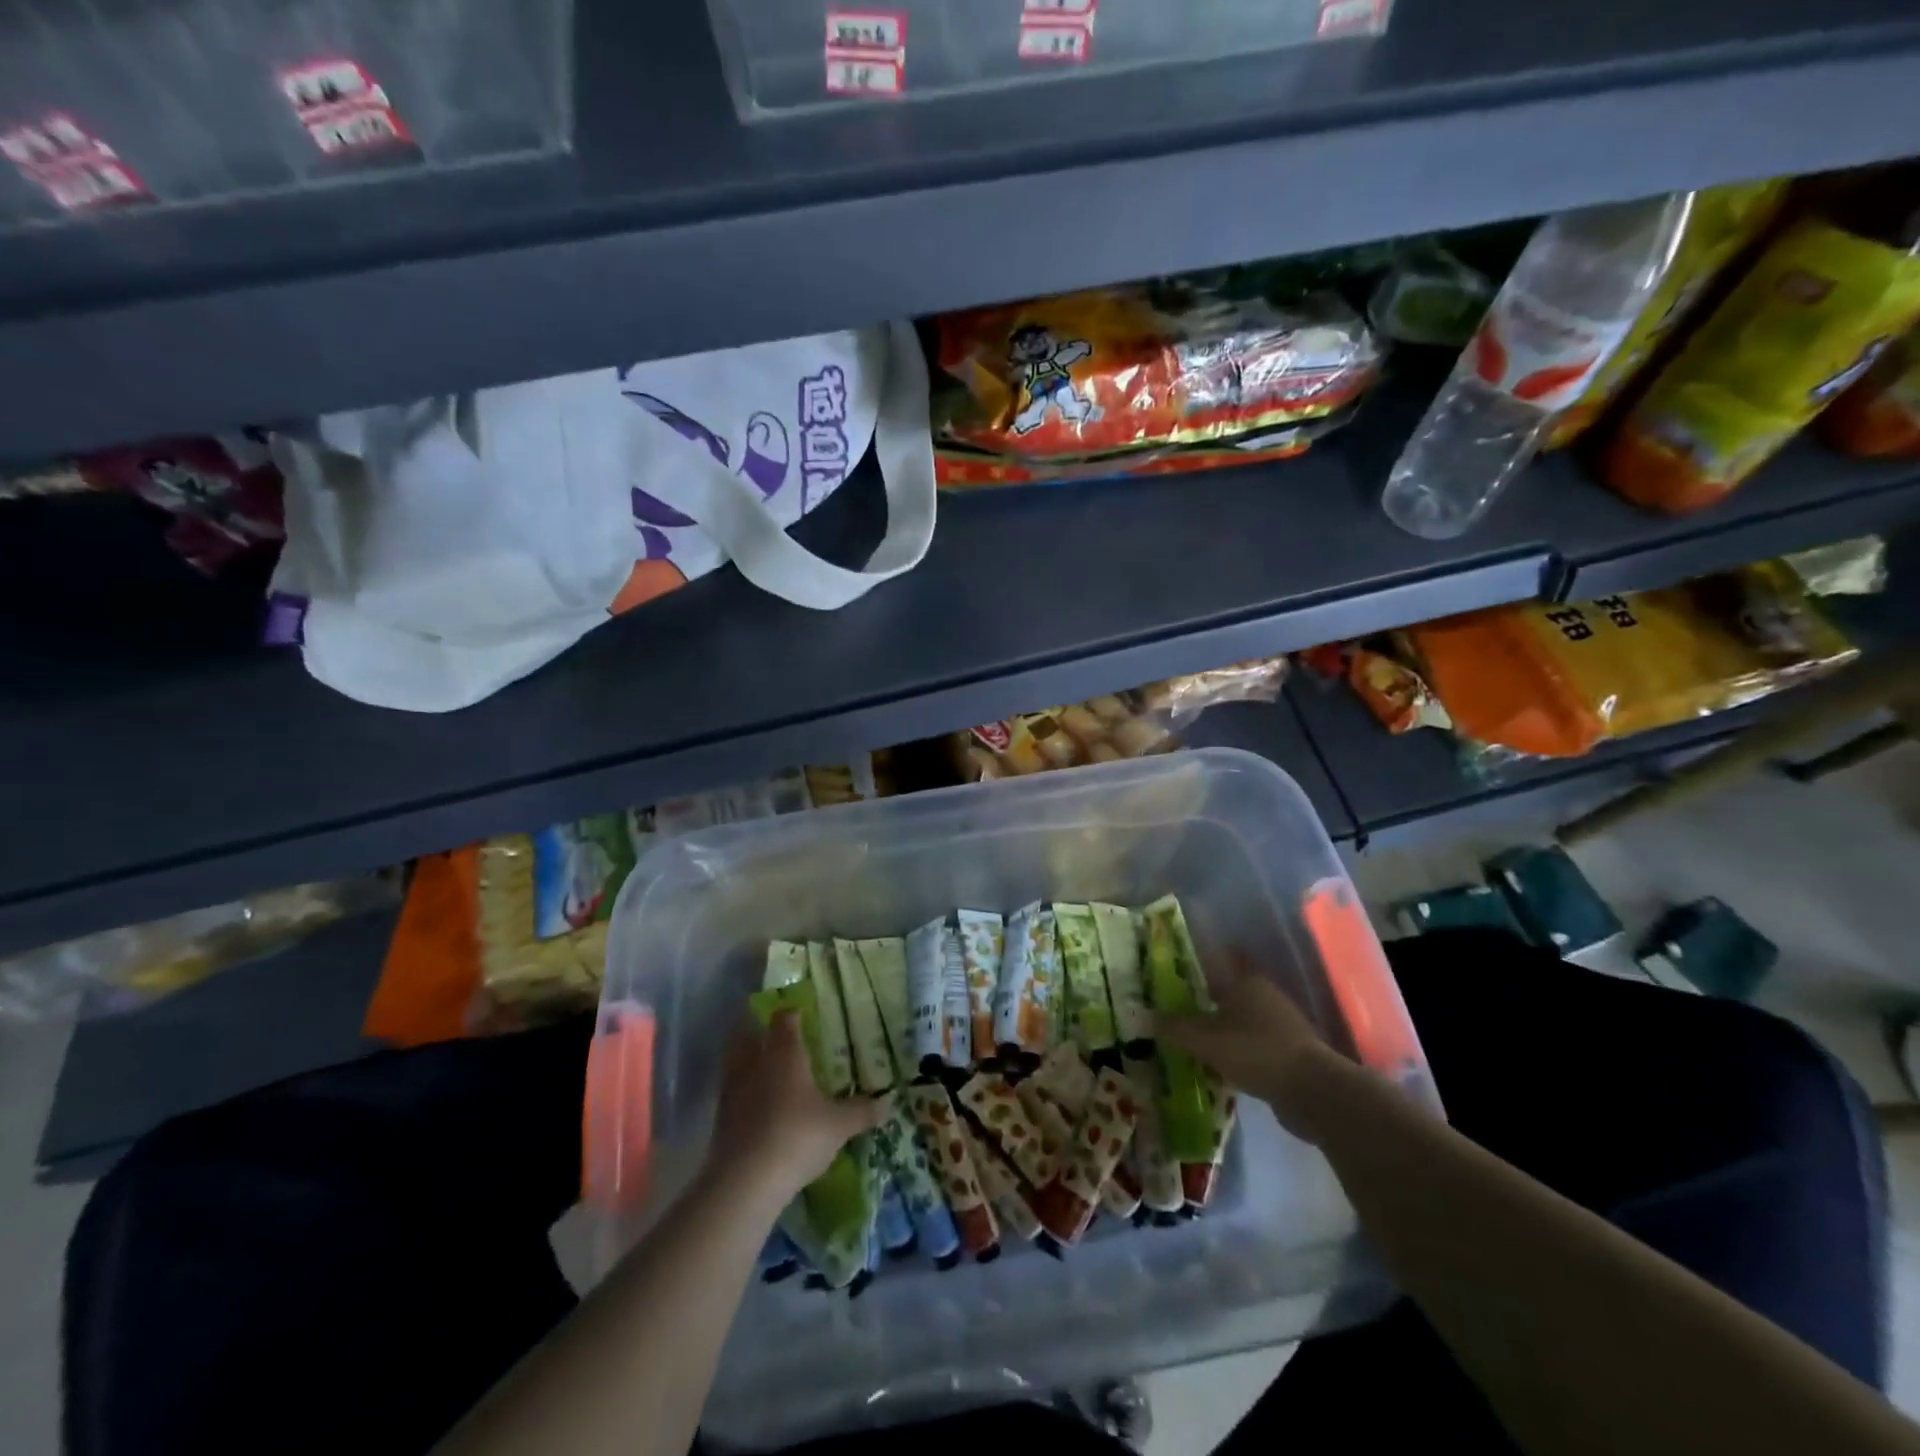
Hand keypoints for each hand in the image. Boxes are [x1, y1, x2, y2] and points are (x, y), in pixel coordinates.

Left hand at [705, 1011, 886, 1205]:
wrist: (745, 1181)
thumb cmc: (797, 1137)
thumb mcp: (838, 1126)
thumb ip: (862, 1112)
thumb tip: (889, 1102)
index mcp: (785, 1053)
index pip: (784, 1019)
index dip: (792, 1013)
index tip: (802, 1014)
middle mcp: (755, 1062)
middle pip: (749, 1032)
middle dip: (760, 1029)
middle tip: (777, 1035)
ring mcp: (733, 1088)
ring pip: (735, 1059)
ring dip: (746, 1057)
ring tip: (765, 1067)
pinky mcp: (720, 1116)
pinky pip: (730, 1089)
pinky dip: (741, 1088)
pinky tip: (756, 1103)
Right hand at [1157, 962, 1341, 1140]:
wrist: (1313, 1093)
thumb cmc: (1256, 1051)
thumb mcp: (1206, 1040)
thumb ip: (1175, 1027)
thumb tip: (1146, 1015)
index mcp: (1247, 981)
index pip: (1221, 956)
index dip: (1200, 956)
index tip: (1177, 963)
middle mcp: (1265, 995)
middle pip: (1229, 988)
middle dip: (1205, 996)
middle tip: (1176, 1004)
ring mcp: (1281, 1024)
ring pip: (1241, 1017)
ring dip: (1221, 1025)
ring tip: (1193, 1036)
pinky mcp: (1289, 1051)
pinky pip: (1253, 1043)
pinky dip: (1236, 1048)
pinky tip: (1219, 1063)